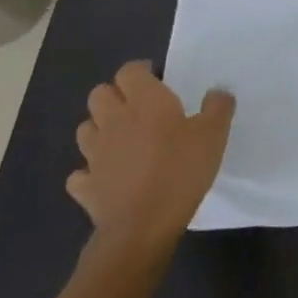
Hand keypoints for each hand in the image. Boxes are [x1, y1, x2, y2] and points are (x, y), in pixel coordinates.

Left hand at [69, 61, 234, 260]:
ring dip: (100, 128)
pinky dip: (90, 172)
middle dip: (115, 95)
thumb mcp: (214, 135)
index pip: (129, 71)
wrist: (142, 226)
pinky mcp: (86, 186)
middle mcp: (114, 121)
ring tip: (121, 139)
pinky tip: (106, 176)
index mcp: (145, 102)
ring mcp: (94, 154)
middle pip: (99, 94)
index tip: (157, 79)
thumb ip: (218, 108)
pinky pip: (80, 173)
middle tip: (138, 107)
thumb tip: (217, 92)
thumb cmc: (180, 171)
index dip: (141, 71)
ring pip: (86, 128)